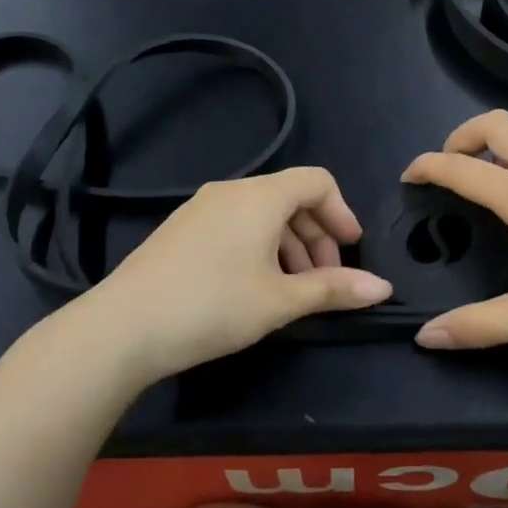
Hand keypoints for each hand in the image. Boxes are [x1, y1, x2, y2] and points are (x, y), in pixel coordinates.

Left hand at [86, 167, 392, 380]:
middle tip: (326, 280)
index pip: (317, 181)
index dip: (342, 212)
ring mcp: (200, 209)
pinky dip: (259, 247)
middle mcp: (230, 191)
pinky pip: (234, 225)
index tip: (352, 250)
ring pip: (261, 215)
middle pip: (290, 198)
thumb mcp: (281, 300)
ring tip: (293, 291)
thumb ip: (333, 289)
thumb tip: (384, 288)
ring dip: (289, 246)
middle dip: (317, 236)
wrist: (123, 327)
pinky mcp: (180, 230)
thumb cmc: (213, 306)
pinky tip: (254, 288)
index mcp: (260, 196)